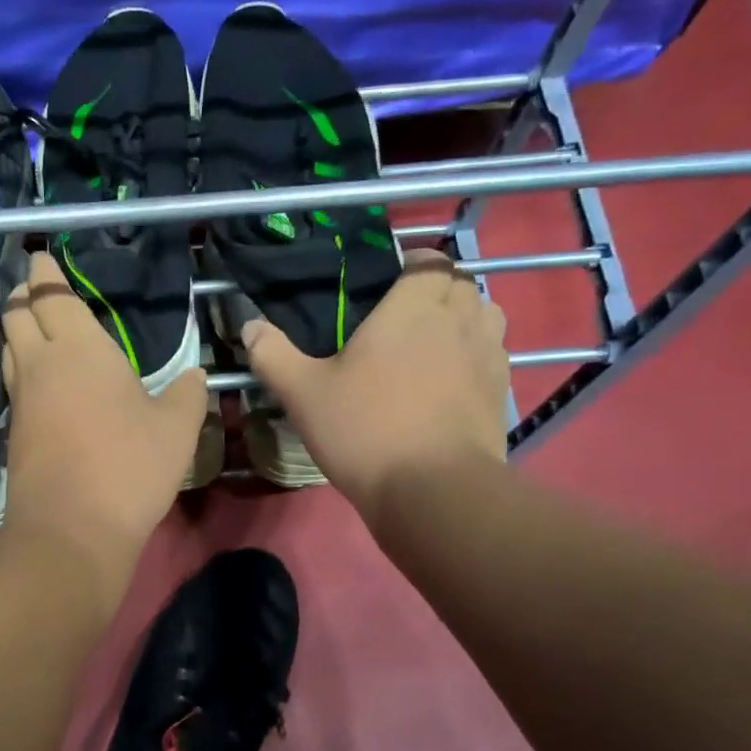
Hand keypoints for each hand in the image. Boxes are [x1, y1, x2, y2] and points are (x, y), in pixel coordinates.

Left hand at [0, 252, 206, 571]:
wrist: (71, 529)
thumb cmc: (128, 466)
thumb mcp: (176, 428)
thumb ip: (186, 395)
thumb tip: (194, 377)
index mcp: (78, 348)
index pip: (50, 294)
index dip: (44, 271)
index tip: (42, 256)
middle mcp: (40, 364)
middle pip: (15, 314)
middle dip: (22, 293)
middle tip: (36, 286)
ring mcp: (22, 400)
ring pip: (9, 349)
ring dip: (18, 330)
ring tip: (37, 326)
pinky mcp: (15, 433)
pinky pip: (15, 384)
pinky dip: (23, 368)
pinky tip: (44, 380)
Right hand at [243, 249, 508, 520]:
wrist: (432, 489)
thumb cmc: (364, 429)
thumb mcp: (303, 393)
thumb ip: (273, 355)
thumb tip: (249, 326)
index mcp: (413, 307)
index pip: (429, 261)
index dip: (413, 264)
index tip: (390, 282)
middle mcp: (459, 319)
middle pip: (461, 284)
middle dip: (438, 289)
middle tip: (405, 316)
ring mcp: (488, 355)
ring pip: (486, 316)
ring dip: (464, 318)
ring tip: (434, 343)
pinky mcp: (501, 391)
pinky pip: (494, 355)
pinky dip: (476, 355)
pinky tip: (450, 382)